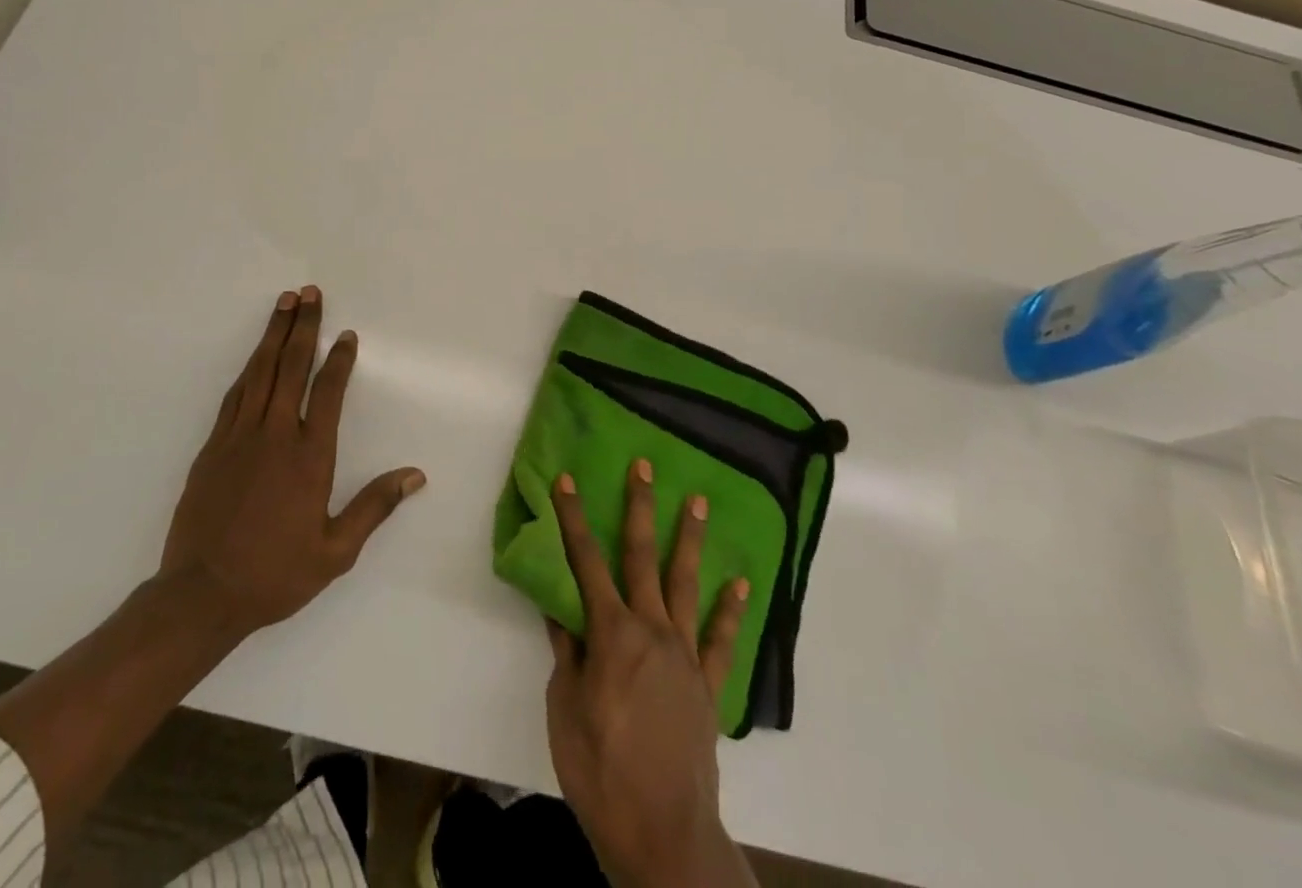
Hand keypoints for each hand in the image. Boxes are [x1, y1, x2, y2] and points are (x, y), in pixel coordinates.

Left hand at [160, 286, 425, 637]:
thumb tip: (415, 475)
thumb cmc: (275, 574)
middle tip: (310, 293)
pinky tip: (254, 356)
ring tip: (283, 304)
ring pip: (259, 372)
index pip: (328, 392)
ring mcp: (239, 437)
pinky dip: (248, 368)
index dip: (340, 360)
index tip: (347, 334)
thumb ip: (374, 507)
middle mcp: (275, 435)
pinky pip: (235, 395)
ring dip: (273, 335)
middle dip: (303, 326)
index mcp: (309, 456)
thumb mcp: (336, 551)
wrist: (201, 594)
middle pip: (291, 367)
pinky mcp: (212, 446)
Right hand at [546, 461, 757, 887]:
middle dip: (639, 507)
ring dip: (689, 540)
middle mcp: (651, 631)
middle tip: (644, 466)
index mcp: (611, 634)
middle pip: (641, 557)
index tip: (568, 480)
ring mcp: (685, 655)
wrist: (664, 834)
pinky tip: (740, 582)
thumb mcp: (565, 710)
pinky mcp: (708, 684)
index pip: (585, 563)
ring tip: (698, 502)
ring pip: (686, 584)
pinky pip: (722, 639)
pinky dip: (731, 609)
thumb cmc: (601, 772)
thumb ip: (567, 654)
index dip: (573, 519)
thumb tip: (560, 609)